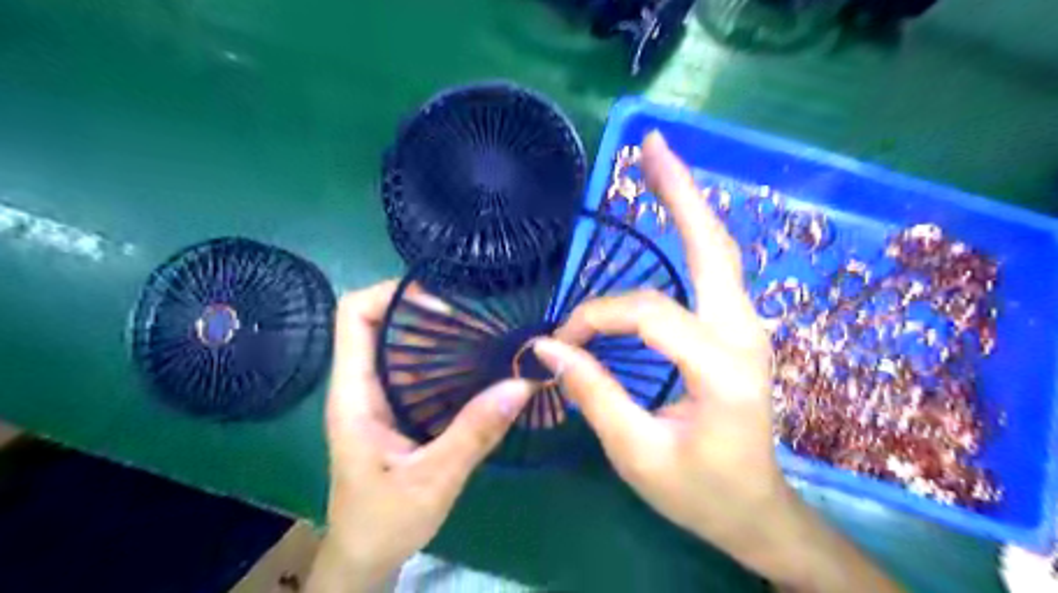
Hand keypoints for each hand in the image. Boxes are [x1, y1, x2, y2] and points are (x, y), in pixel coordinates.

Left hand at [310, 284, 533, 592]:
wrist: (366, 555)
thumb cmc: (384, 521)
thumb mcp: (433, 480)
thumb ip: (475, 432)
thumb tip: (521, 384)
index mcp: (354, 394)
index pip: (354, 315)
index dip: (394, 295)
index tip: (444, 305)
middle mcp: (363, 385)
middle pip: (382, 321)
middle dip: (427, 310)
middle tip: (477, 315)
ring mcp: (380, 395)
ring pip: (403, 343)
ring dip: (441, 333)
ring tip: (485, 332)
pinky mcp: (398, 408)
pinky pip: (420, 369)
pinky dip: (448, 358)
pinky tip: (480, 364)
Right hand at [534, 132, 894, 589]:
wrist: (756, 509)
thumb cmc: (700, 491)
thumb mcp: (638, 453)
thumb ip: (594, 394)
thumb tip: (548, 348)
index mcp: (722, 369)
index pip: (646, 313)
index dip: (594, 320)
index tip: (559, 346)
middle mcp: (744, 334)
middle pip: (713, 247)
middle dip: (680, 192)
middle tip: (652, 146)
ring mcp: (747, 326)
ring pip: (719, 251)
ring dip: (688, 205)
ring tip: (657, 164)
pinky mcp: (738, 329)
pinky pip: (715, 270)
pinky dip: (693, 235)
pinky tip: (676, 215)